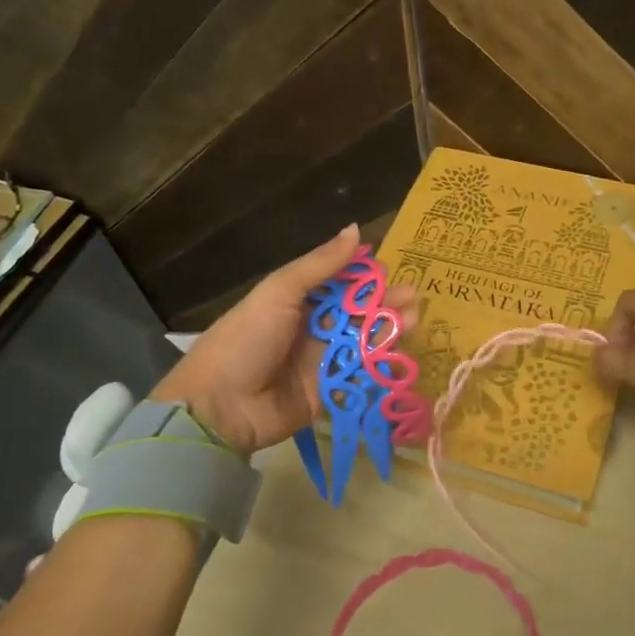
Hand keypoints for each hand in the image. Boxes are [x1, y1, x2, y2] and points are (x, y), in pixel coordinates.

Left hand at [149, 224, 417, 455]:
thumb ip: (321, 265)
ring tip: (414, 322)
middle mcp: (312, 329)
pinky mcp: (329, 393)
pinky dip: (380, 367)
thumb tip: (357, 229)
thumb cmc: (247, 338)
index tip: (393, 272)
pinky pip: (359, 377)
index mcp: (297, 301)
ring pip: (363, 343)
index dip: (367, 277)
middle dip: (385, 305)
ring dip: (388, 332)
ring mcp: (321, 362)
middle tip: (413, 300)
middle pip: (357, 313)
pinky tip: (401, 356)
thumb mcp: (280, 292)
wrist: (220, 406)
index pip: (340, 284)